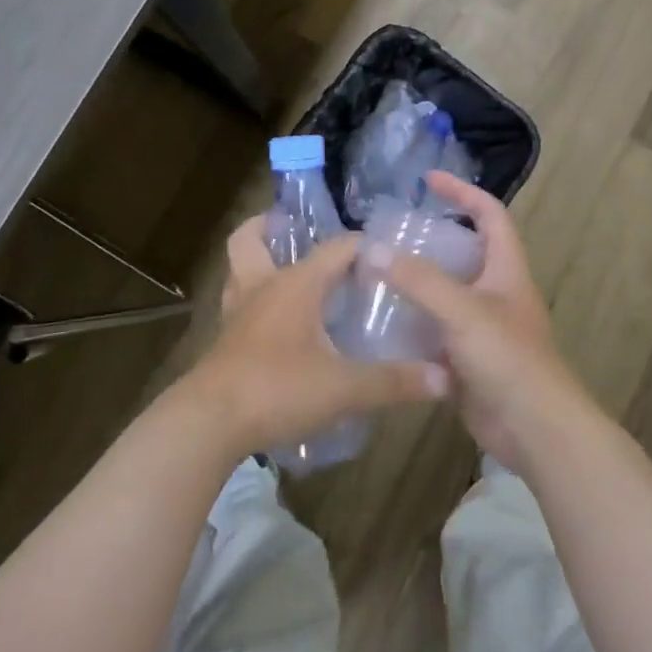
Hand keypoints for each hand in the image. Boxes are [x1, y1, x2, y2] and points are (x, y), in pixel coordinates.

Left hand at [183, 217, 446, 454]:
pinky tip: (273, 324)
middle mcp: (262, 287)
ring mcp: (237, 314)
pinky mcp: (224, 342)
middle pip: (250, 240)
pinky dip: (252, 302)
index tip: (387, 254)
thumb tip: (443, 377)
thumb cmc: (278, 389)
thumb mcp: (344, 389)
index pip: (336, 248)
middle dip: (269, 227)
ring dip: (256, 263)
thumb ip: (393, 381)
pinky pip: (237, 306)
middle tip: (293, 230)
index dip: (363, 245)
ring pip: (238, 271)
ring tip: (283, 271)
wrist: (209, 424)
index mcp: (295, 284)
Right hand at [370, 172, 591, 471]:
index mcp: (505, 268)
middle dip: (429, 240)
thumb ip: (419, 279)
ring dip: (415, 284)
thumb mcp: (463, 310)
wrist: (536, 430)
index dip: (462, 192)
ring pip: (445, 294)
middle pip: (462, 252)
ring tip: (375, 274)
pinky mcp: (467, 359)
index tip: (428, 180)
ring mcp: (481, 327)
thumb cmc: (508, 358)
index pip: (488, 213)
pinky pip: (435, 332)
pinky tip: (380, 325)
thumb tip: (372, 250)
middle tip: (389, 235)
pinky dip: (412, 325)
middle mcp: (494, 291)